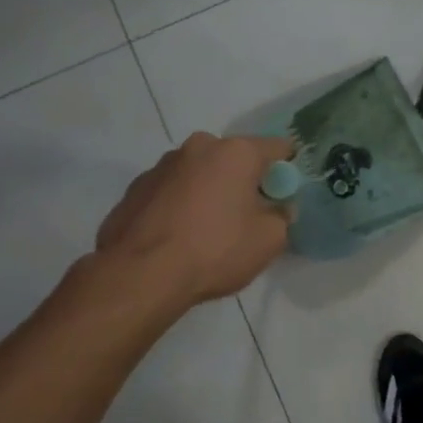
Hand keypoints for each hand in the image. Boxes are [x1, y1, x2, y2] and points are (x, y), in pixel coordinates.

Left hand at [95, 133, 294, 305]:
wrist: (140, 275)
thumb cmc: (215, 249)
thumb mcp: (270, 240)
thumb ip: (282, 216)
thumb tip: (278, 208)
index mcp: (236, 152)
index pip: (277, 147)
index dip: (287, 169)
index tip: (285, 193)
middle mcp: (198, 147)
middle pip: (234, 158)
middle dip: (244, 180)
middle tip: (247, 214)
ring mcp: (161, 166)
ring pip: (199, 173)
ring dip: (209, 191)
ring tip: (208, 229)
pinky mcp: (135, 188)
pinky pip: (171, 191)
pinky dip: (180, 205)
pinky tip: (179, 237)